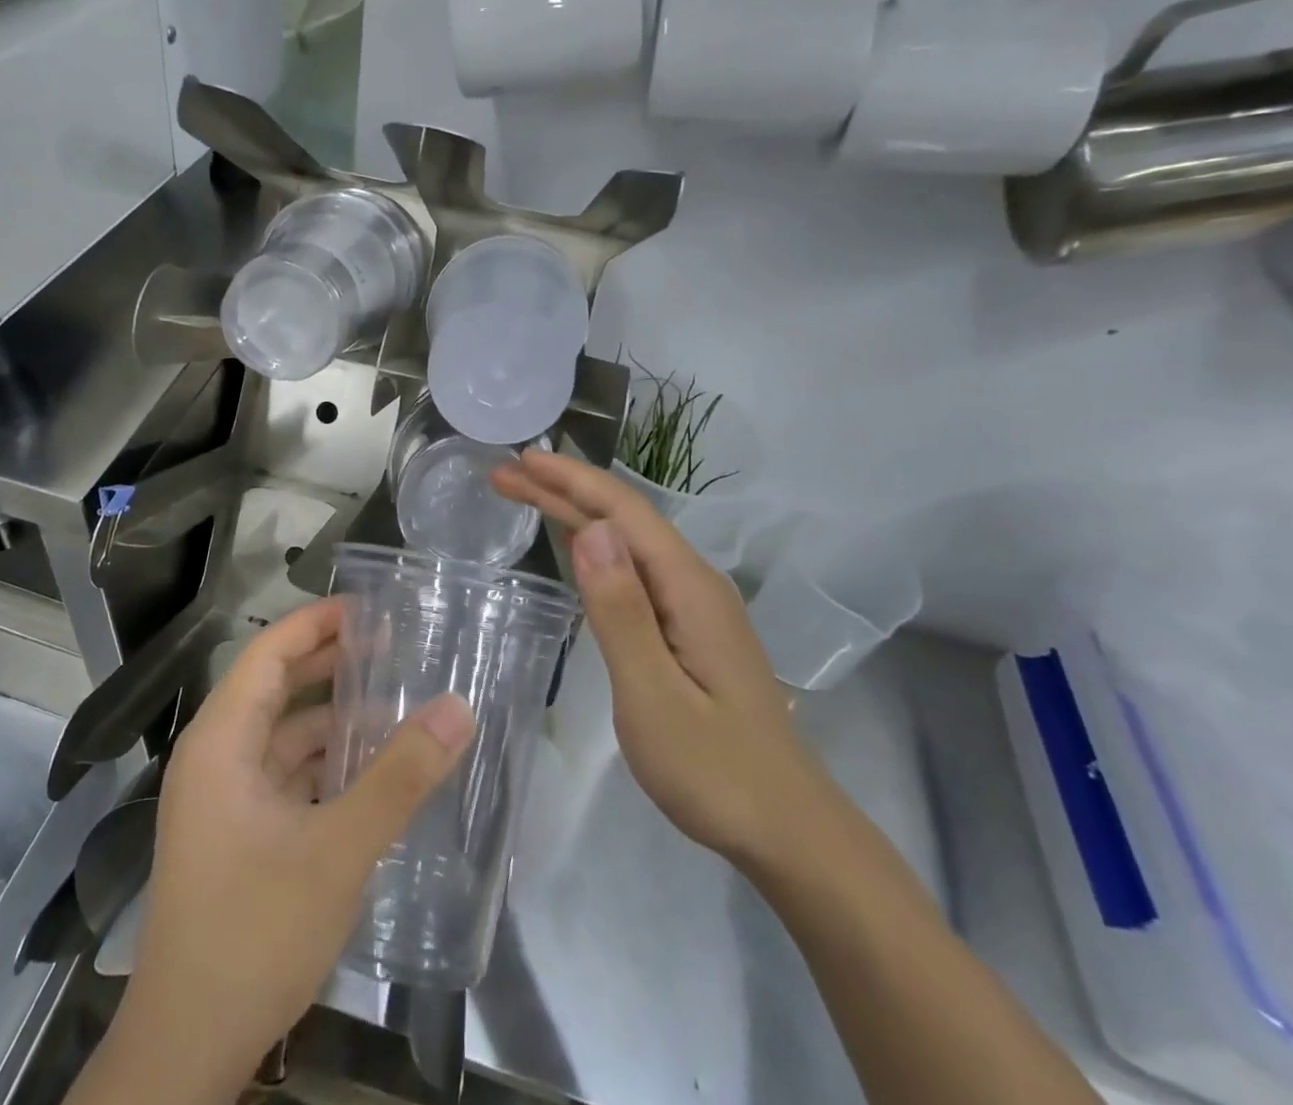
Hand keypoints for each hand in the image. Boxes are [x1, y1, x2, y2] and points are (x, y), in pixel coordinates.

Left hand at [78, 599, 474, 1104]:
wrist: (187, 1050)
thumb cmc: (252, 933)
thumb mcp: (336, 851)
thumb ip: (399, 777)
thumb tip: (458, 709)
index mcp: (221, 741)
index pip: (267, 653)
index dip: (315, 623)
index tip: (369, 608)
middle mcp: (216, 757)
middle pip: (276, 688)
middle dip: (331, 664)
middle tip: (394, 645)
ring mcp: (224, 799)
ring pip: (284, 736)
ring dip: (334, 718)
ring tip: (396, 701)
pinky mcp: (239, 834)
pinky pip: (287, 776)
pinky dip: (326, 763)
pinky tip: (372, 768)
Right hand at [492, 450, 839, 869]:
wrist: (789, 832)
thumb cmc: (715, 770)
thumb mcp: (654, 695)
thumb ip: (620, 611)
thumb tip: (590, 529)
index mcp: (688, 587)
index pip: (624, 511)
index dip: (571, 480)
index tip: (521, 459)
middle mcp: (694, 583)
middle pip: (623, 520)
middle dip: (563, 491)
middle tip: (504, 476)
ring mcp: (695, 607)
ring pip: (627, 543)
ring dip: (575, 514)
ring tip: (526, 495)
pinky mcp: (689, 630)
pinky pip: (634, 570)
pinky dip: (595, 548)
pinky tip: (577, 543)